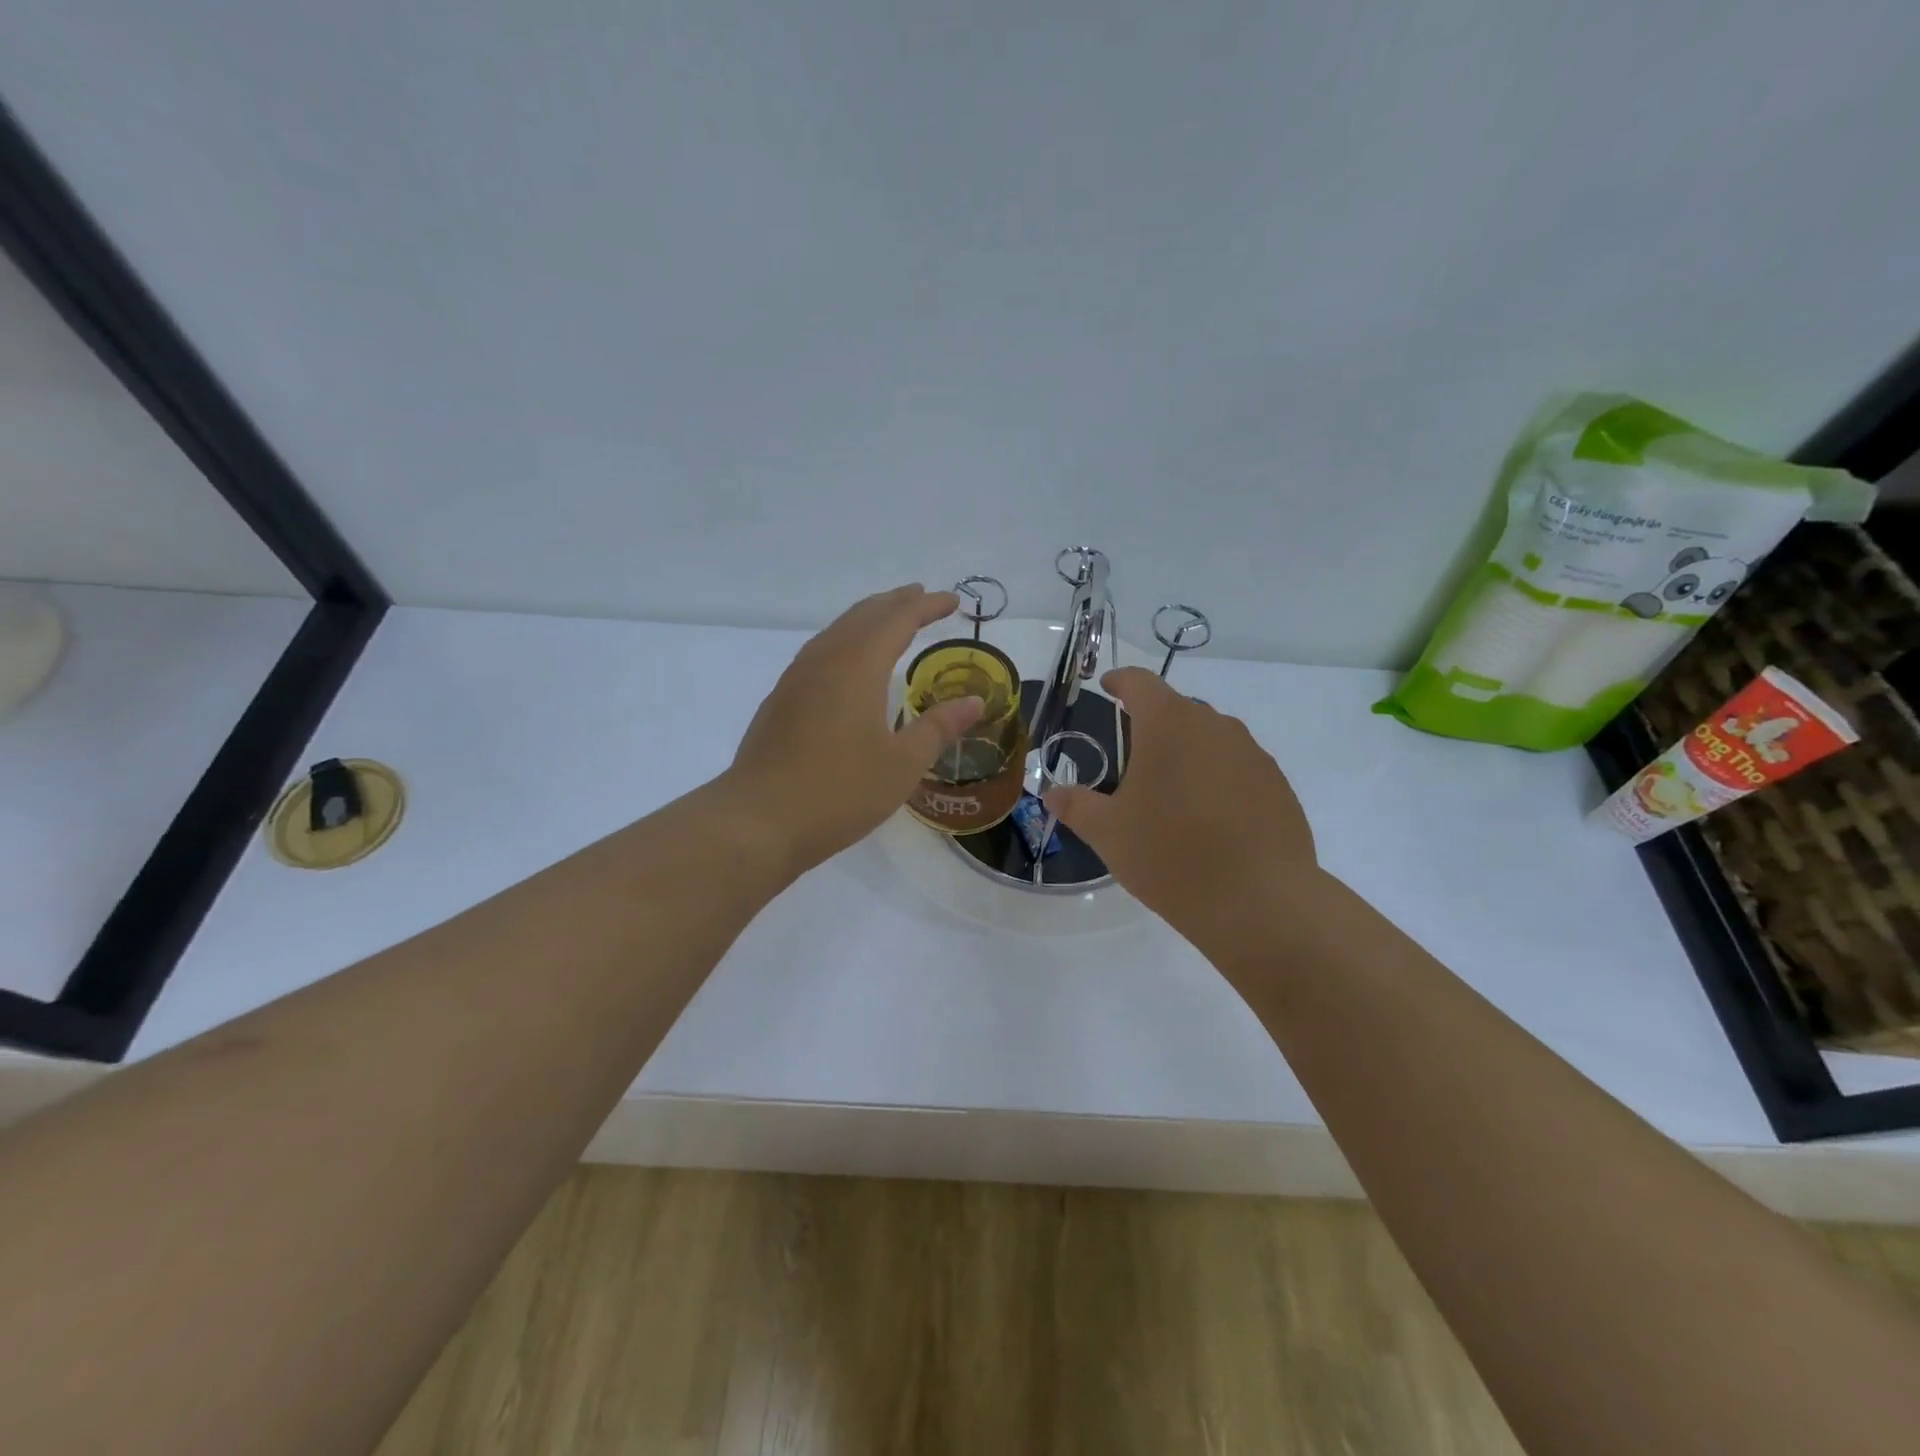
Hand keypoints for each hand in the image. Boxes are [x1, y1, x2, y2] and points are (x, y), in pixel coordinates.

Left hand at [723, 585, 984, 875]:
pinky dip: (845, 642)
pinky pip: (819, 653)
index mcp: (857, 667)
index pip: (897, 620)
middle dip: (895, 603)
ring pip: (836, 632)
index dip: (926, 606)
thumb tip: (974, 702)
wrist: (758, 821)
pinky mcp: (780, 701)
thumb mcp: (902, 765)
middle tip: (921, 598)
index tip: (952, 601)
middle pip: (863, 616)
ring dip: (867, 620)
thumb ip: (938, 728)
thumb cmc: (839, 792)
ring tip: (889, 621)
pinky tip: (847, 665)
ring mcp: (795, 680)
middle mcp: (824, 661)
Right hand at [1044, 668, 1316, 943]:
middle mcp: (1215, 726)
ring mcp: (1253, 755)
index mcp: (1168, 725)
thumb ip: (1076, 806)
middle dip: (1153, 726)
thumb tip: (1053, 794)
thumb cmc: (1170, 855)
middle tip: (1132, 761)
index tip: (1108, 687)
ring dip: (1188, 754)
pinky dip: (1218, 780)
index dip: (1120, 681)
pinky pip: (1238, 769)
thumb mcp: (1108, 833)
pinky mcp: (1278, 786)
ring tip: (1172, 795)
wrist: (1258, 902)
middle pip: (1177, 711)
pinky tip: (1210, 820)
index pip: (1140, 683)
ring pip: (1211, 740)